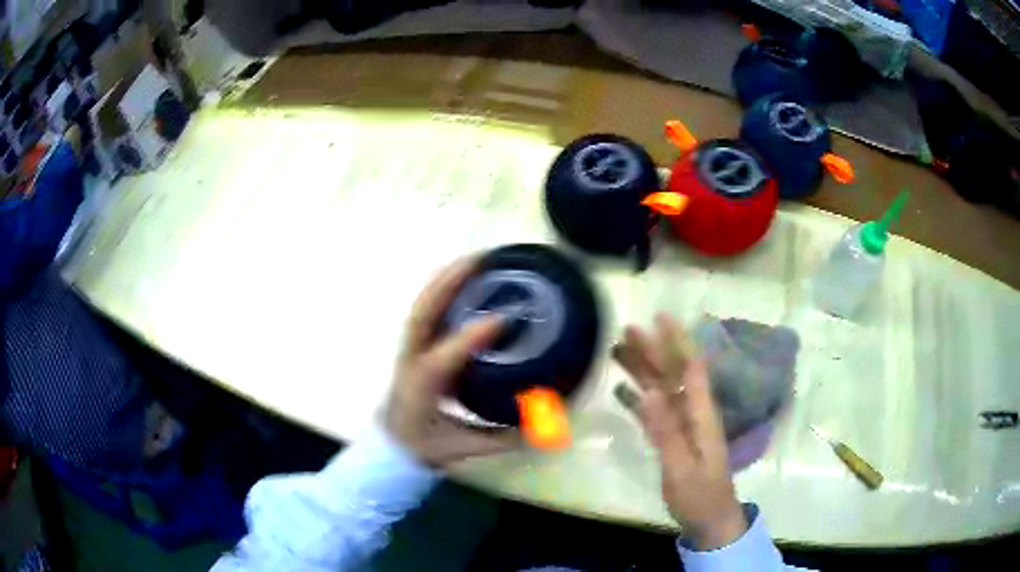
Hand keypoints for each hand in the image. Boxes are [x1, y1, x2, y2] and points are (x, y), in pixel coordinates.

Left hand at [384, 257, 520, 467]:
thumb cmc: (425, 444)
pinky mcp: (414, 345)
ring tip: (474, 260)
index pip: (446, 356)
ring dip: (445, 279)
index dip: (472, 336)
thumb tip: (543, 427)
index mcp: (423, 386)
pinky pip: (426, 309)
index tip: (503, 319)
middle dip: (449, 283)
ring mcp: (409, 348)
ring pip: (422, 304)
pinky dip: (441, 289)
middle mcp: (412, 360)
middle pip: (423, 312)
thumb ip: (503, 438)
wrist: (391, 443)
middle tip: (482, 261)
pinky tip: (461, 279)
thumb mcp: (464, 446)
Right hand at [613, 314, 747, 550]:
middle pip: (672, 374)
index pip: (691, 368)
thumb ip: (666, 431)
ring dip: (641, 369)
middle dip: (652, 350)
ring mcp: (682, 426)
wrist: (710, 520)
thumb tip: (649, 392)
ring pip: (660, 389)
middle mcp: (692, 413)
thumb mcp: (681, 467)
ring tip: (617, 350)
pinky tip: (621, 389)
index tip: (659, 316)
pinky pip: (652, 412)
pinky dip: (637, 398)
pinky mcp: (671, 439)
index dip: (677, 341)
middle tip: (626, 328)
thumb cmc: (700, 495)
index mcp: (701, 414)